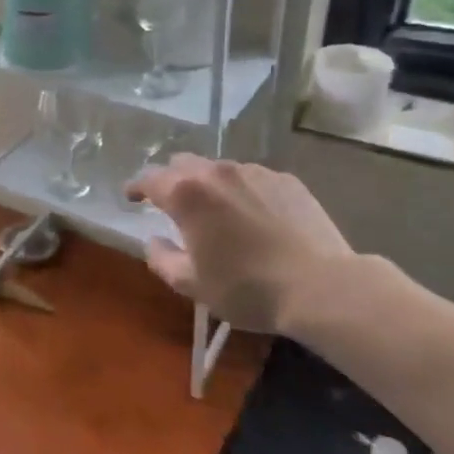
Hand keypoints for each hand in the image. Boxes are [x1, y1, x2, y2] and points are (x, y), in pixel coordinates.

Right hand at [124, 156, 353, 332]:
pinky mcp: (286, 180)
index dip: (136, 187)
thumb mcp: (192, 284)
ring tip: (217, 212)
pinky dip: (242, 191)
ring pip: (218, 169)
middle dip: (171, 181)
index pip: (149, 179)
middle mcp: (216, 172)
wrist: (322, 287)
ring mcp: (255, 172)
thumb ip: (161, 259)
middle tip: (172, 205)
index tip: (132, 198)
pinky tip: (253, 217)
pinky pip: (252, 178)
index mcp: (186, 194)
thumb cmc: (247, 288)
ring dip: (208, 185)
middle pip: (182, 164)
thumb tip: (153, 241)